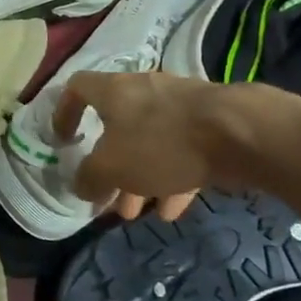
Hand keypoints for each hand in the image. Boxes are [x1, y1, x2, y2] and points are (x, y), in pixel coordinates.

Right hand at [52, 71, 222, 221]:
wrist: (237, 132)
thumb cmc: (161, 142)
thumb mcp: (112, 166)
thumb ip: (89, 177)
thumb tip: (81, 184)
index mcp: (113, 91)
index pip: (77, 88)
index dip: (64, 113)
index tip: (63, 141)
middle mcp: (143, 90)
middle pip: (116, 125)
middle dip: (110, 165)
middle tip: (108, 197)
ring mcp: (178, 105)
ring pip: (149, 141)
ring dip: (140, 177)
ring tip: (139, 213)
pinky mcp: (208, 123)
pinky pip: (180, 150)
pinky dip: (172, 178)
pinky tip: (174, 209)